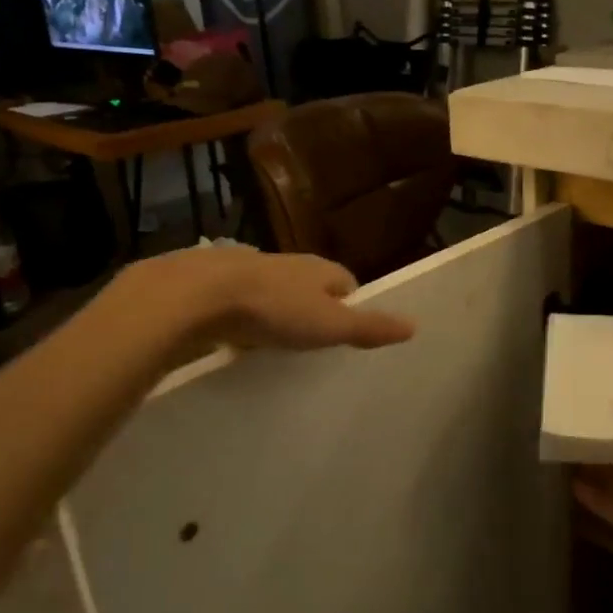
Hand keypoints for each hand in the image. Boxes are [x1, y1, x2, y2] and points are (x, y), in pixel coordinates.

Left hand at [138, 247, 414, 353]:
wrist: (198, 295)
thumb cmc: (274, 308)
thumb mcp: (329, 324)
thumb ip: (369, 327)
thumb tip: (414, 326)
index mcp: (319, 269)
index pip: (346, 283)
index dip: (350, 307)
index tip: (348, 334)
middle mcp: (287, 264)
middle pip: (309, 288)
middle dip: (312, 311)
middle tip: (313, 344)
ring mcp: (249, 272)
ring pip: (273, 295)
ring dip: (276, 315)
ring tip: (277, 347)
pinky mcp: (216, 286)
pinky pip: (240, 305)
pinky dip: (244, 321)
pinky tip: (238, 342)